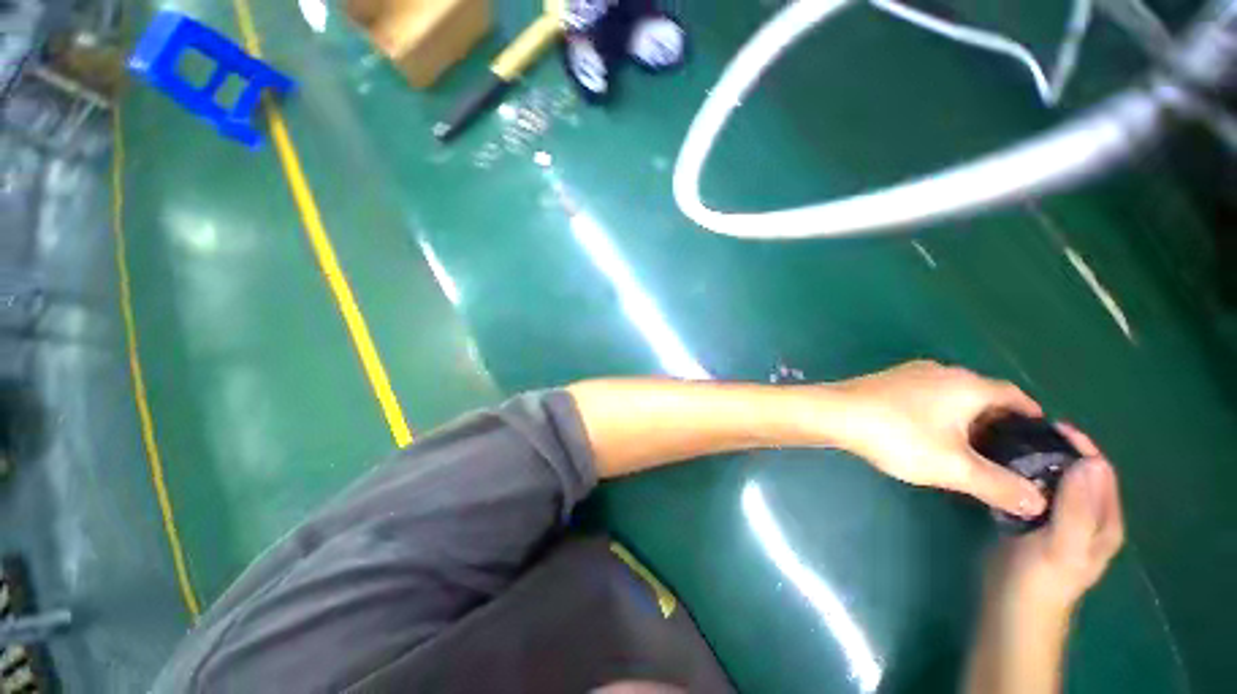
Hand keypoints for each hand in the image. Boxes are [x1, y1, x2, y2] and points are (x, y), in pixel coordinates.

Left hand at [822, 360, 1047, 515]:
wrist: (834, 414)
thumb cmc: (898, 436)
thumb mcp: (954, 467)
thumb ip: (1000, 486)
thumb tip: (1038, 502)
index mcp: (968, 384)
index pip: (1017, 397)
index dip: (1034, 420)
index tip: (1040, 445)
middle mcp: (944, 371)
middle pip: (985, 396)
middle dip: (1000, 424)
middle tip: (1007, 456)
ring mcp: (912, 373)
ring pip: (954, 397)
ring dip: (968, 420)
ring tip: (972, 450)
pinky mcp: (889, 381)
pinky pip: (928, 397)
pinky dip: (940, 415)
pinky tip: (931, 435)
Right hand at [990, 425, 1125, 611]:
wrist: (1010, 605)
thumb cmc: (1040, 579)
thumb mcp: (1063, 546)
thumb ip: (1079, 508)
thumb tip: (1090, 461)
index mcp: (1103, 520)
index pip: (1099, 472)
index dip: (1081, 446)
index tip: (1050, 424)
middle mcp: (1085, 514)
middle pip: (1076, 472)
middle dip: (1056, 448)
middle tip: (1023, 430)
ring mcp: (1057, 518)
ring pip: (1052, 478)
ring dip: (1036, 459)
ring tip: (1009, 441)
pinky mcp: (1032, 520)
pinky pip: (1033, 488)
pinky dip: (1021, 473)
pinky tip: (1001, 466)